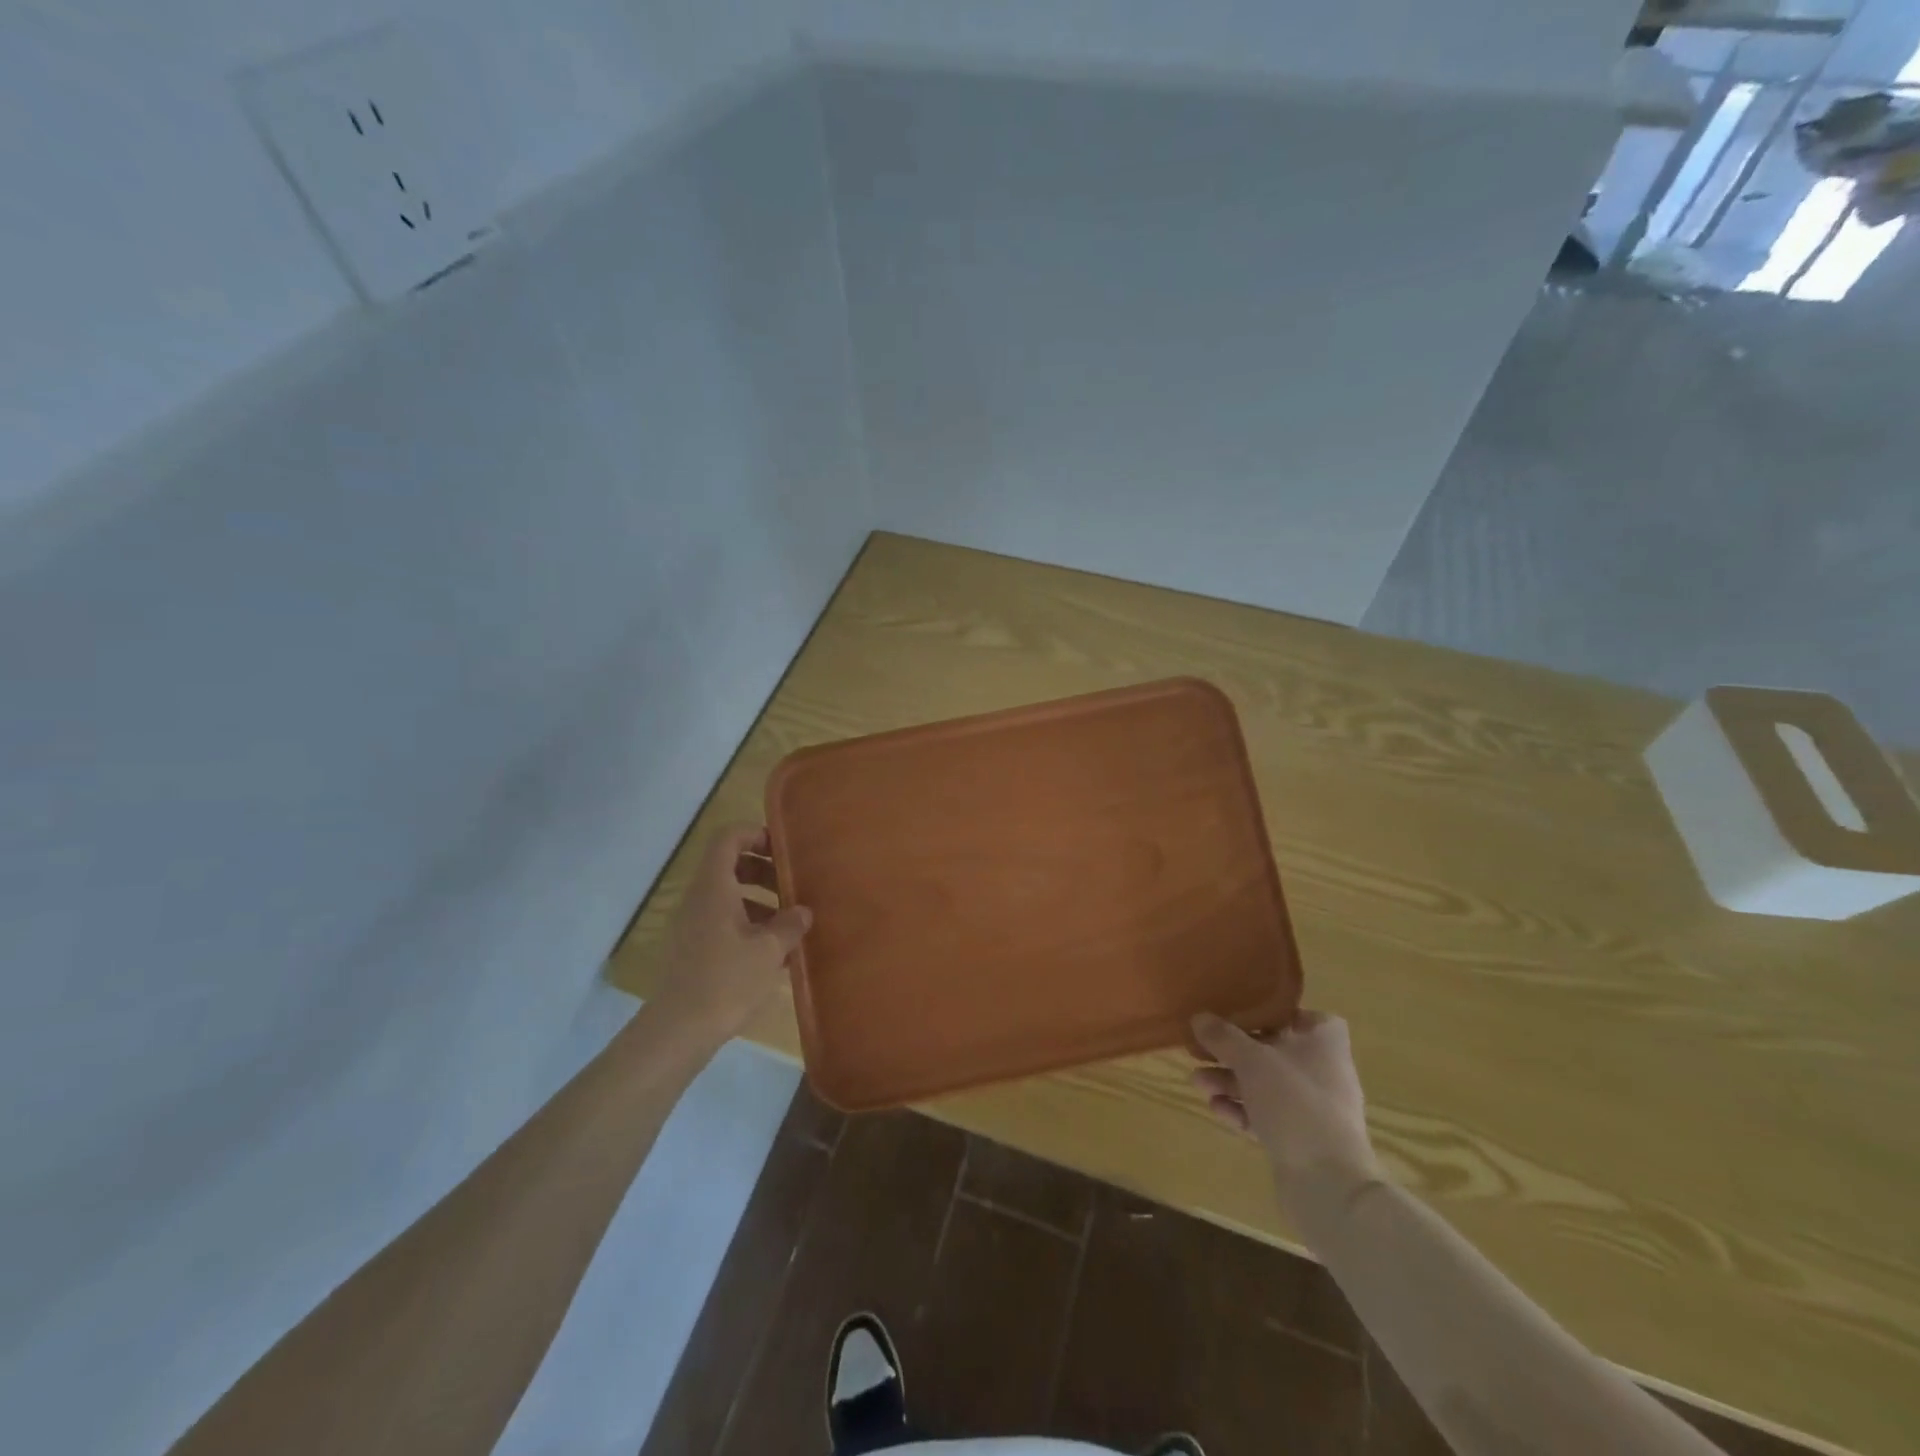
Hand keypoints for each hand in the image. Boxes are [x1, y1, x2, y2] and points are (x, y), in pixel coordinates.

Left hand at [655, 825, 811, 1041]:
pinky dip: (747, 924)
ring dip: (759, 900)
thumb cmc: (726, 981)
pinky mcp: (691, 950)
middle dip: (763, 870)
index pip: (728, 838)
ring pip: (727, 896)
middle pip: (729, 866)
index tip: (782, 848)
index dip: (755, 834)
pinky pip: (721, 921)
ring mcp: (691, 925)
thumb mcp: (769, 950)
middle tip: (793, 886)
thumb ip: (790, 924)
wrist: (678, 1031)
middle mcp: (698, 899)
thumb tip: (802, 911)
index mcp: (714, 887)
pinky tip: (772, 952)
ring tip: (789, 923)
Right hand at [1191, 1010, 1381, 1207]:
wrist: (1327, 1185)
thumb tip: (1199, 1017)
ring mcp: (1312, 1109)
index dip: (1278, 1014)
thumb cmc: (1295, 1104)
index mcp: (1324, 1044)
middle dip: (1235, 1051)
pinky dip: (1241, 1110)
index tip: (1246, 1015)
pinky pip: (1265, 1115)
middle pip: (1275, 1051)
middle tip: (1202, 1050)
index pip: (1309, 1018)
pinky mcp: (1300, 1140)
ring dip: (1230, 1081)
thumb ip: (1223, 1037)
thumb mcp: (1252, 1060)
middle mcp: (1323, 1073)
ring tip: (1197, 1083)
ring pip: (1265, 1085)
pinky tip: (1216, 1109)